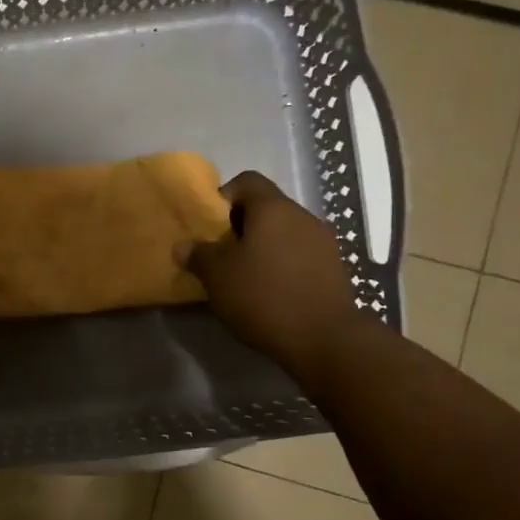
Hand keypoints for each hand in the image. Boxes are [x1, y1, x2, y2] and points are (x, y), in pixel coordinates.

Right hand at [183, 171, 359, 368]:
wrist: (324, 338)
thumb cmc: (263, 296)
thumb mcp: (217, 276)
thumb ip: (198, 255)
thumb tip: (185, 245)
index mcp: (273, 208)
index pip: (246, 182)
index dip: (223, 197)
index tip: (210, 226)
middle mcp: (302, 216)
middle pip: (266, 208)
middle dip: (240, 227)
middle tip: (221, 255)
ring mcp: (323, 242)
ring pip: (283, 233)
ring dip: (262, 248)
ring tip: (244, 277)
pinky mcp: (334, 268)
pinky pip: (299, 255)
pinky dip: (282, 265)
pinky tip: (269, 292)